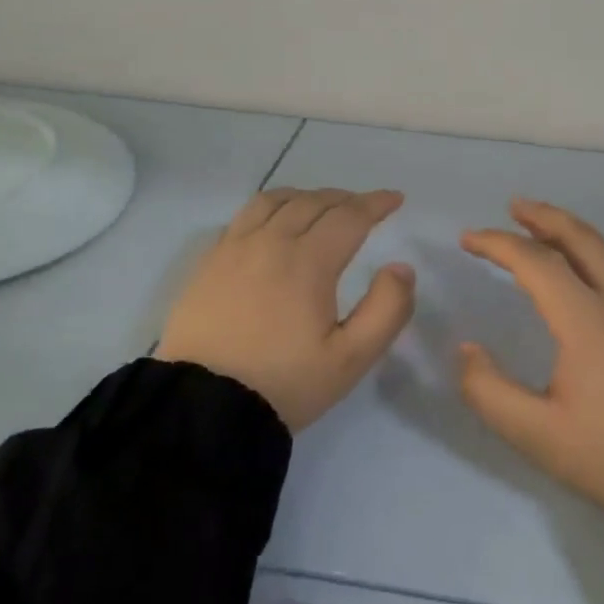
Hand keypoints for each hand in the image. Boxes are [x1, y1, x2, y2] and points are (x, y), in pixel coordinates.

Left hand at [156, 189, 415, 431]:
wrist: (202, 407)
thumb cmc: (284, 383)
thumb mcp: (351, 359)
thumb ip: (387, 309)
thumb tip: (401, 267)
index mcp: (308, 261)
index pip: (349, 216)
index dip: (376, 203)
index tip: (395, 199)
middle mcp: (270, 242)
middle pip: (313, 202)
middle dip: (345, 199)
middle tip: (364, 207)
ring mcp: (234, 248)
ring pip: (275, 201)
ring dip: (306, 196)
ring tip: (320, 206)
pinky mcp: (209, 262)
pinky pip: (244, 216)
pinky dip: (270, 207)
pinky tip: (273, 223)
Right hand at [458, 199, 603, 531]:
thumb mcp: (539, 436)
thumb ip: (489, 391)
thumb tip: (467, 350)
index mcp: (587, 320)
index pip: (536, 262)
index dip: (498, 244)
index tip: (468, 239)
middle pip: (581, 238)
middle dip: (543, 216)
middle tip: (513, 206)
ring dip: (569, 232)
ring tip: (540, 232)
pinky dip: (590, 255)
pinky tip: (579, 276)